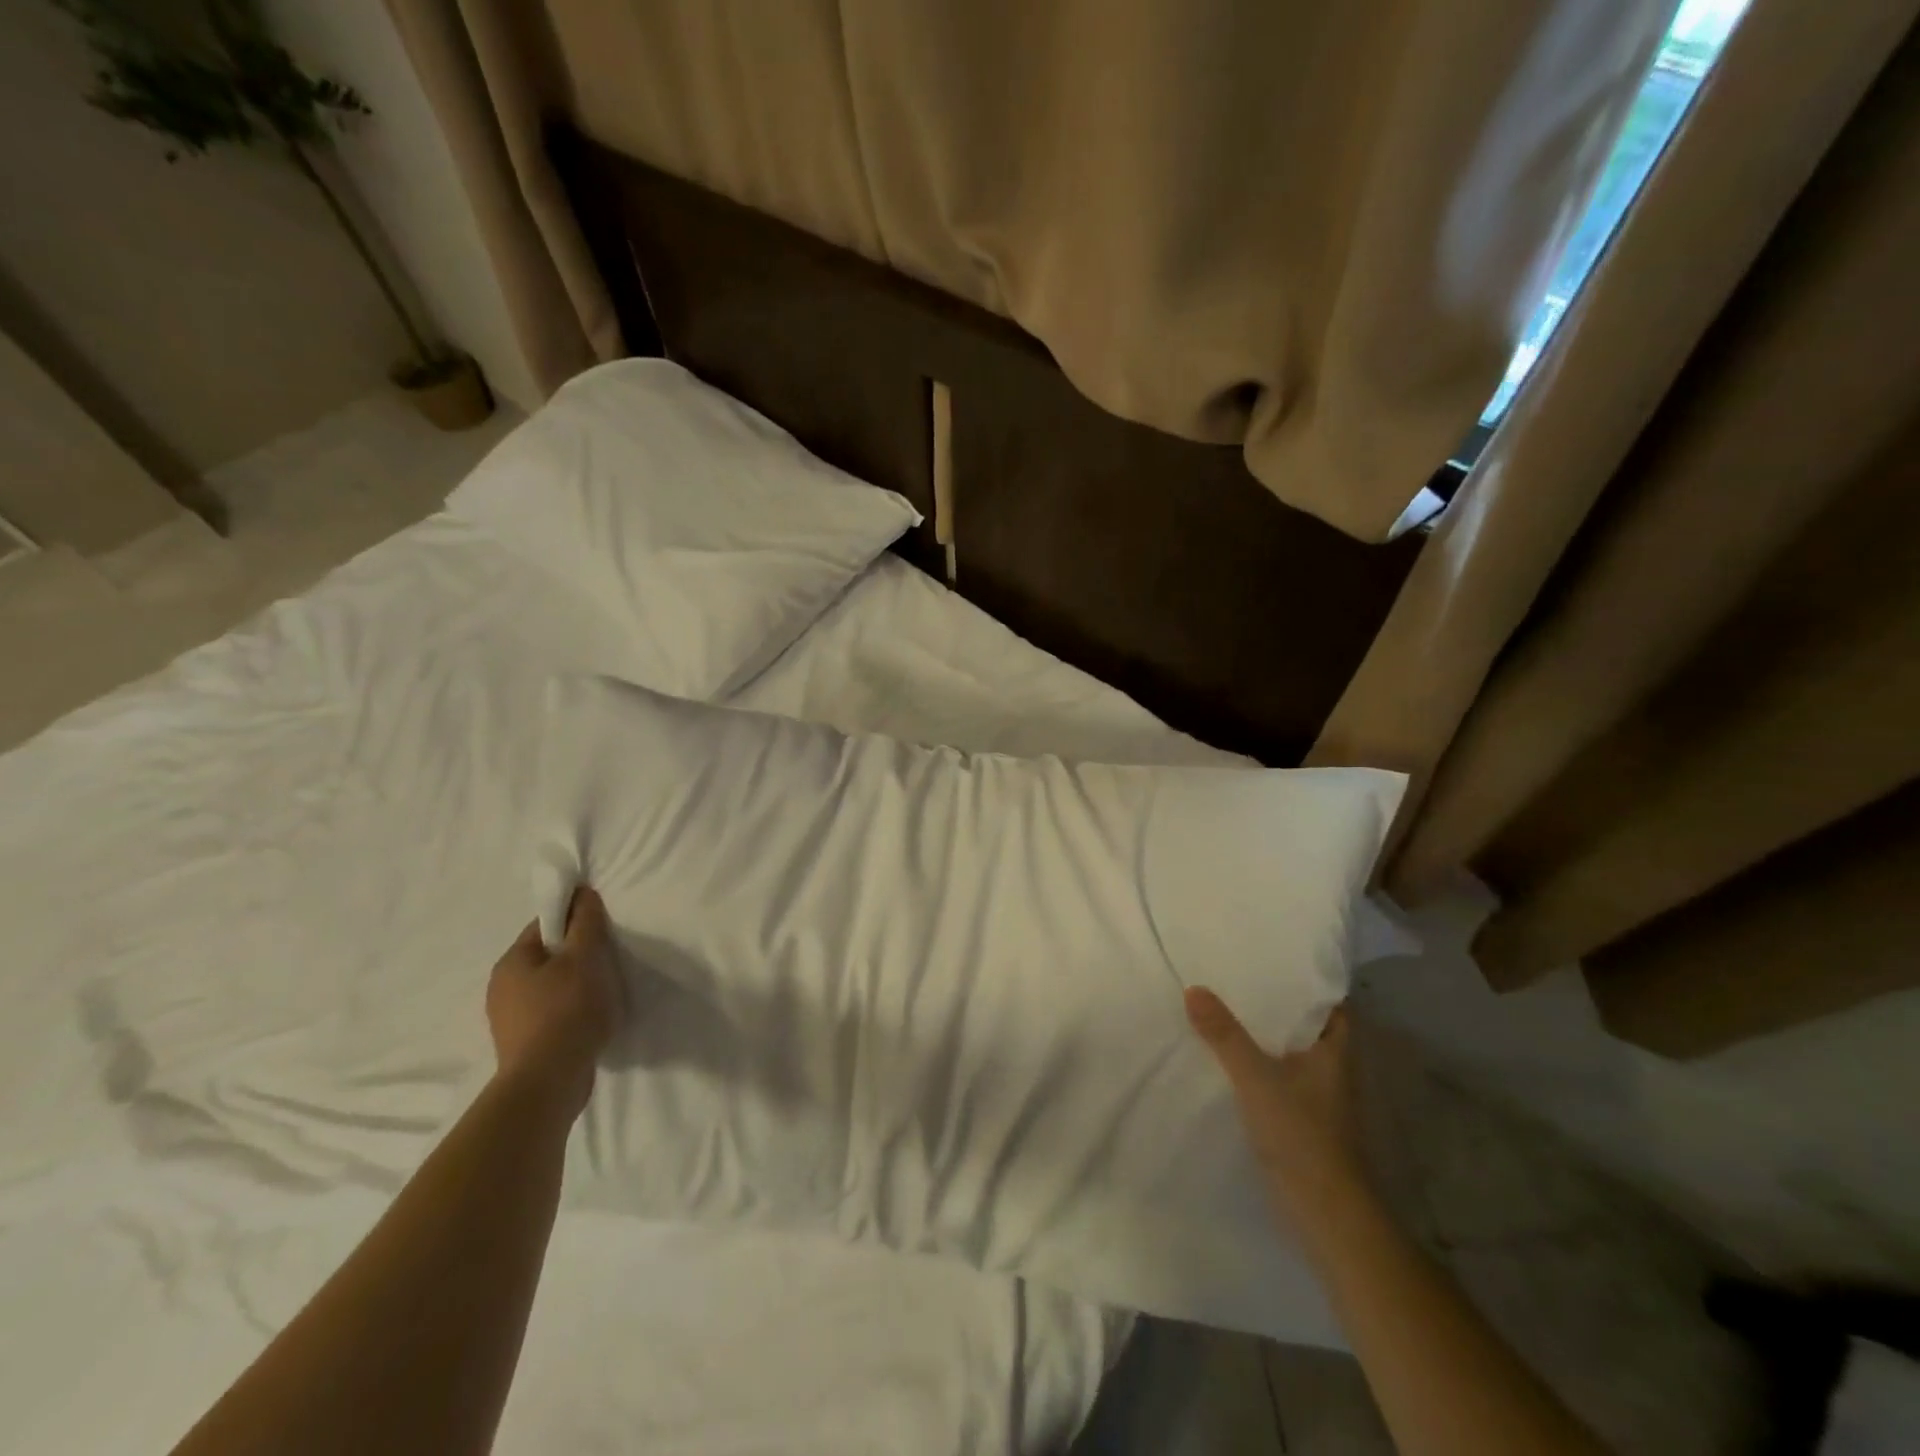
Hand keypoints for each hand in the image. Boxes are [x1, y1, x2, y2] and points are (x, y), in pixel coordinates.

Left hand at [486, 887, 622, 1117]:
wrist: (547, 1083)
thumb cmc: (566, 1010)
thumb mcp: (584, 958)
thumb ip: (585, 923)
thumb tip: (582, 893)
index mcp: (511, 962)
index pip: (544, 925)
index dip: (574, 920)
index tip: (601, 930)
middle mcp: (501, 987)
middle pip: (547, 956)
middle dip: (576, 955)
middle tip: (606, 961)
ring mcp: (508, 1019)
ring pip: (549, 986)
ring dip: (574, 984)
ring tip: (601, 993)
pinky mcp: (522, 1044)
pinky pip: (549, 1013)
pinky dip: (569, 1011)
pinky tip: (588, 1019)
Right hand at [1186, 988, 1365, 1214]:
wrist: (1323, 1213)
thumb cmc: (1301, 1134)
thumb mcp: (1256, 1077)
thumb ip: (1224, 1034)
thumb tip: (1194, 989)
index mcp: (1335, 1052)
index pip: (1332, 1005)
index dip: (1310, 983)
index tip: (1277, 961)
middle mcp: (1332, 1071)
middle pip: (1307, 1028)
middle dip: (1278, 1006)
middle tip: (1241, 978)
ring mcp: (1318, 1099)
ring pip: (1290, 1054)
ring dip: (1265, 1037)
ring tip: (1227, 1010)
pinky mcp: (1301, 1122)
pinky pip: (1278, 1079)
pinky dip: (1258, 1066)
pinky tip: (1228, 1059)